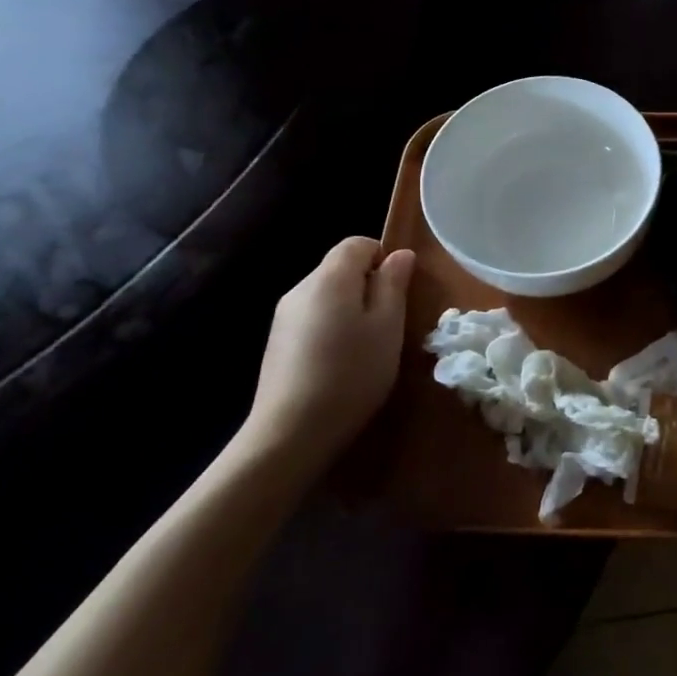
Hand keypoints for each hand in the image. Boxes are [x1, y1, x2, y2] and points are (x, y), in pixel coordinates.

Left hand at [243, 238, 415, 468]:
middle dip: (367, 286)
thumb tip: (400, 254)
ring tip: (366, 347)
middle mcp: (301, 288)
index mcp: (330, 278)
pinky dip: (331, 328)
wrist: (291, 431)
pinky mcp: (276, 342)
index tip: (398, 292)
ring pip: (327, 295)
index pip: (357, 243)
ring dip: (350, 309)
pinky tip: (340, 362)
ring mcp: (284, 316)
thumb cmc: (352, 373)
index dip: (383, 258)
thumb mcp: (388, 327)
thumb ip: (393, 285)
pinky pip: (312, 318)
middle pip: (340, 268)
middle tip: (389, 324)